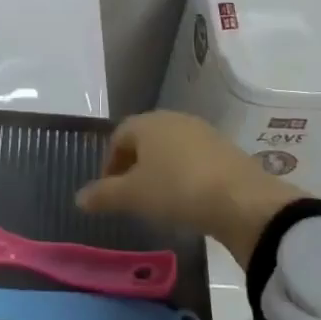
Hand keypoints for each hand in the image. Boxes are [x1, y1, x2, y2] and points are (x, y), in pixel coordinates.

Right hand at [76, 112, 310, 268]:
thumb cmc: (177, 190)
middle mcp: (172, 119)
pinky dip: (184, 175)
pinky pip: (193, 158)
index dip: (109, 164)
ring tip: (160, 200)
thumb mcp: (134, 196)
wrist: (242, 200)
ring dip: (160, 170)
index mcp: (146, 123)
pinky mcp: (224, 148)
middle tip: (132, 196)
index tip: (109, 192)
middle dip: (134, 165)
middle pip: (144, 140)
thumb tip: (78, 197)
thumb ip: (104, 195)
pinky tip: (188, 198)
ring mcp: (201, 131)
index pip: (118, 137)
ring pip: (170, 148)